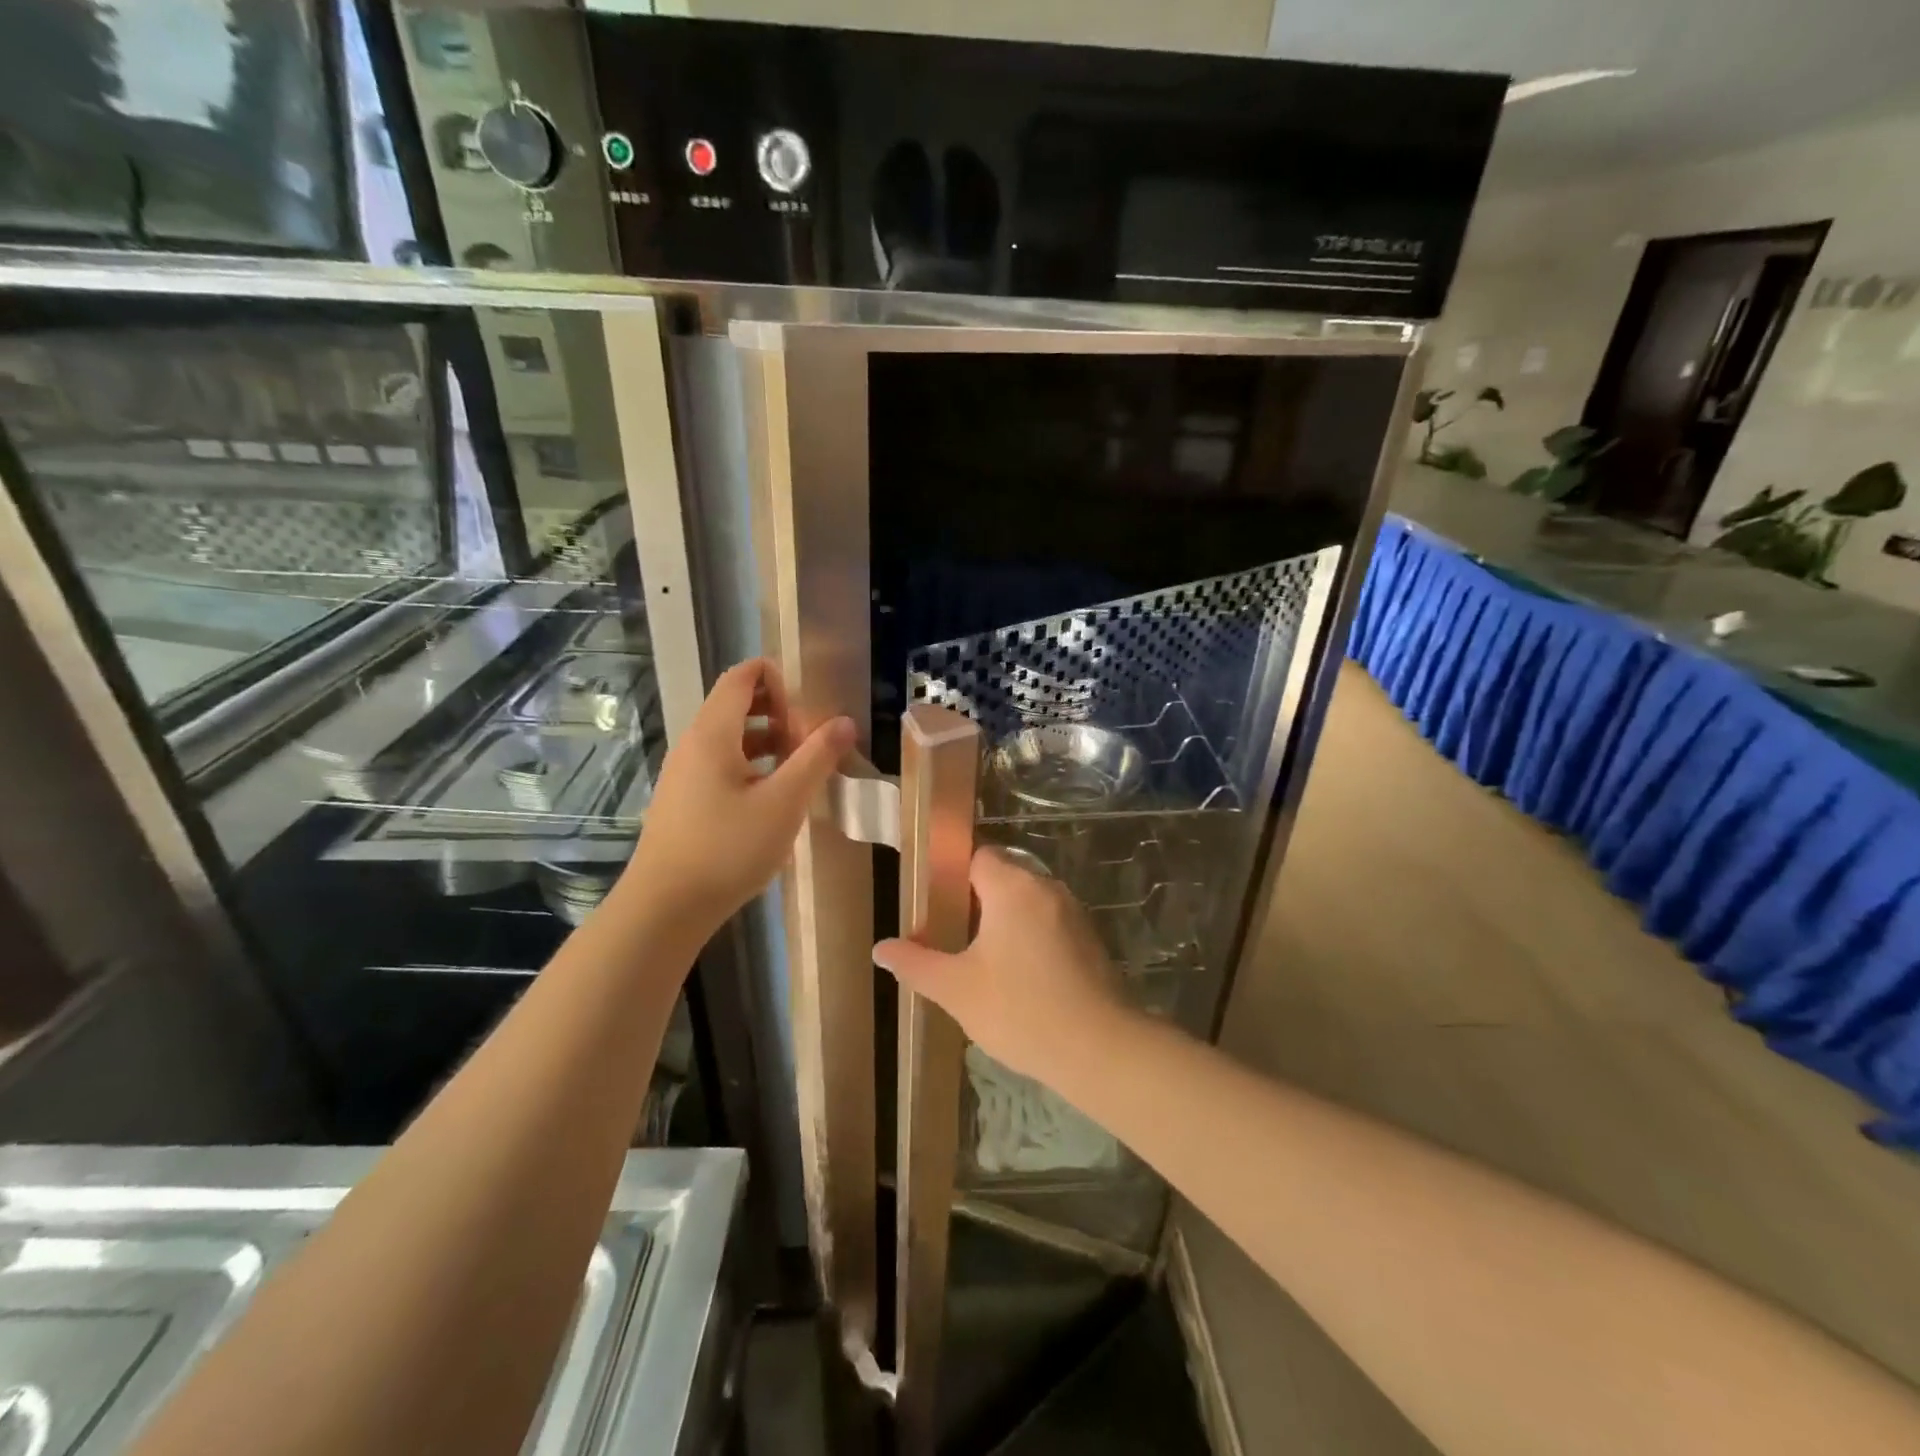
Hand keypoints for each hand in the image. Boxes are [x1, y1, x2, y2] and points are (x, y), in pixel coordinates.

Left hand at [625, 659, 853, 934]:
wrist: (665, 908)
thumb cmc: (727, 849)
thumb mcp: (784, 803)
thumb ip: (816, 758)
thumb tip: (844, 721)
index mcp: (713, 734)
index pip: (741, 678)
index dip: (775, 677)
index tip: (808, 705)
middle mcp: (693, 745)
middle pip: (736, 707)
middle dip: (778, 713)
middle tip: (811, 742)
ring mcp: (684, 775)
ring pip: (731, 740)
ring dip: (768, 743)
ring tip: (801, 770)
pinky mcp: (684, 802)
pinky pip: (722, 766)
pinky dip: (752, 767)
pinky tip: (774, 801)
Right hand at [873, 847, 1131, 1082]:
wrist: (1100, 1049)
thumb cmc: (1020, 1010)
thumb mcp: (956, 989)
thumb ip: (916, 963)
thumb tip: (881, 948)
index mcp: (1013, 887)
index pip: (977, 856)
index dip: (950, 873)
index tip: (931, 903)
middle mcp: (1046, 888)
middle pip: (1002, 876)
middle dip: (973, 900)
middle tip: (947, 934)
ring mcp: (1073, 912)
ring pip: (1026, 901)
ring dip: (1001, 920)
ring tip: (976, 957)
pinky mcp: (1089, 939)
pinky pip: (1047, 922)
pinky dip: (1027, 936)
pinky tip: (1015, 975)